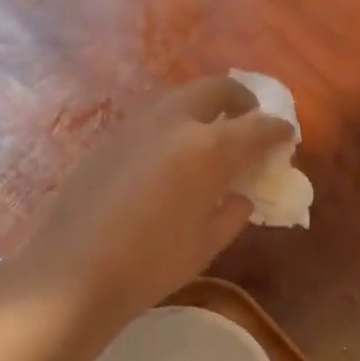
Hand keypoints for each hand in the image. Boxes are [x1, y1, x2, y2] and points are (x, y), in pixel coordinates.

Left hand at [18, 77, 294, 328]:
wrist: (74, 270)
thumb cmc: (150, 265)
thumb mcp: (205, 245)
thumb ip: (232, 214)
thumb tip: (242, 196)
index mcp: (208, 149)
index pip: (256, 127)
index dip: (277, 130)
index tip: (286, 136)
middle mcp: (173, 123)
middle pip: (216, 90)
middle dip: (240, 100)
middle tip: (248, 120)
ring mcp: (135, 125)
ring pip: (179, 98)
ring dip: (202, 108)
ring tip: (209, 136)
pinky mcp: (107, 138)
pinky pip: (151, 119)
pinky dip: (172, 125)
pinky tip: (167, 157)